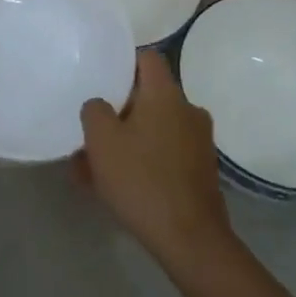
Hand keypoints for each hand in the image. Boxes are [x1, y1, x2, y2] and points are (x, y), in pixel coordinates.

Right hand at [80, 51, 233, 269]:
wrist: (190, 239)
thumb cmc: (142, 179)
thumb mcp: (102, 141)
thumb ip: (94, 111)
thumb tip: (100, 105)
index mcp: (166, 94)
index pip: (147, 57)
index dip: (124, 62)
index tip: (102, 78)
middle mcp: (188, 109)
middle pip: (149, 96)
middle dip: (120, 110)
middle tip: (93, 129)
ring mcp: (199, 141)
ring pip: (155, 128)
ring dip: (128, 140)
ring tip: (96, 165)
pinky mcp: (201, 170)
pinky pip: (165, 153)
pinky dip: (144, 161)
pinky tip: (118, 186)